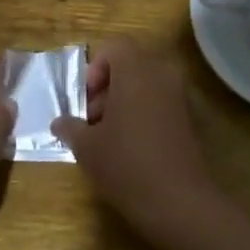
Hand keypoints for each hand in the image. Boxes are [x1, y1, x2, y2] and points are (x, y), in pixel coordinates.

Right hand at [52, 37, 224, 247]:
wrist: (180, 202)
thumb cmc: (126, 164)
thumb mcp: (87, 147)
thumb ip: (70, 127)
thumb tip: (60, 122)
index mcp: (136, 70)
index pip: (114, 46)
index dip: (95, 69)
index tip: (86, 101)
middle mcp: (162, 73)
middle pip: (130, 64)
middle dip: (108, 87)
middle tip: (93, 121)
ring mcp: (180, 95)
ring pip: (146, 84)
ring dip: (125, 101)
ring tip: (109, 138)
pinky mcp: (190, 118)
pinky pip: (160, 102)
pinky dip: (144, 114)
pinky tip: (131, 148)